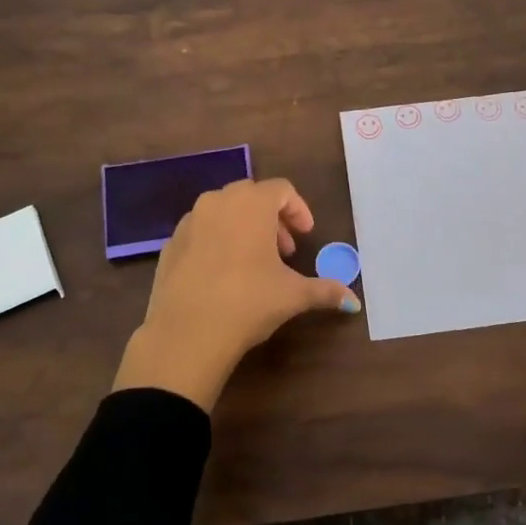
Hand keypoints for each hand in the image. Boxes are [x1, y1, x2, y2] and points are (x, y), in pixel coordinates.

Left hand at [112, 178, 360, 411]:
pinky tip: (222, 274)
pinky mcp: (169, 244)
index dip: (298, 209)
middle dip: (271, 218)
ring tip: (253, 262)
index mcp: (251, 205)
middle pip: (251, 195)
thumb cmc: (248, 303)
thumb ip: (326, 291)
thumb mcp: (293, 296)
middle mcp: (218, 203)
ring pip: (221, 211)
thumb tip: (356, 303)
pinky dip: (215, 241)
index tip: (305, 235)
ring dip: (242, 226)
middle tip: (283, 250)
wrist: (186, 334)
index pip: (281, 189)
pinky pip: (199, 231)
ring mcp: (188, 222)